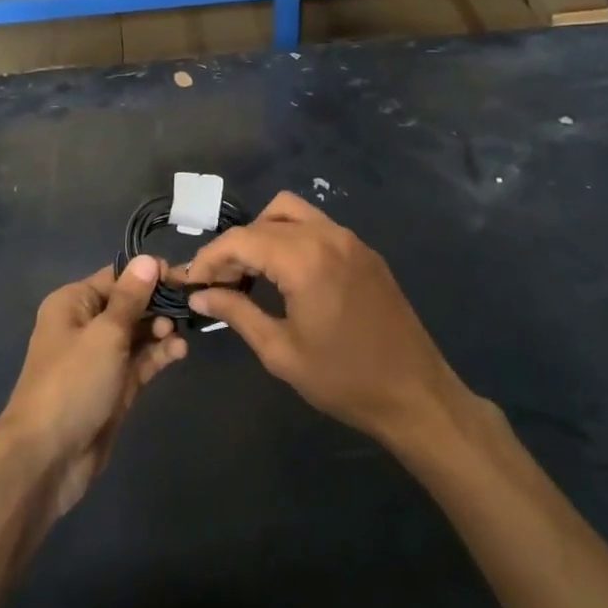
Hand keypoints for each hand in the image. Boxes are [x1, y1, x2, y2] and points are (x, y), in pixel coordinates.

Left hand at [0, 257, 187, 519]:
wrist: (47, 457)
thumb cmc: (73, 383)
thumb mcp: (105, 333)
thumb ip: (131, 298)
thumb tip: (148, 259)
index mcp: (74, 303)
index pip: (118, 277)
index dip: (150, 274)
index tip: (184, 277)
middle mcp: (85, 325)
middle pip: (130, 304)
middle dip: (159, 304)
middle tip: (190, 307)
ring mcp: (100, 358)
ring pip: (138, 333)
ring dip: (161, 330)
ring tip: (180, 335)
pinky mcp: (114, 387)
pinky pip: (140, 361)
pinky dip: (159, 354)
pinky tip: (179, 352)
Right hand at [184, 193, 466, 447]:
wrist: (415, 395)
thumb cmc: (344, 380)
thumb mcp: (281, 351)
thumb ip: (237, 313)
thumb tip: (200, 295)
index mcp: (305, 259)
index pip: (241, 239)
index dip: (210, 257)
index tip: (192, 282)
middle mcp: (328, 236)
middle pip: (265, 219)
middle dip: (236, 246)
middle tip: (220, 283)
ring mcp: (352, 241)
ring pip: (293, 213)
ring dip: (264, 234)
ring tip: (250, 274)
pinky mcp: (366, 252)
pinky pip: (318, 228)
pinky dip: (292, 239)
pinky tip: (285, 276)